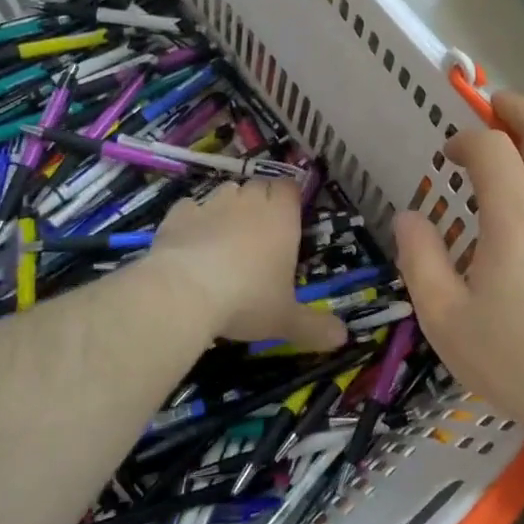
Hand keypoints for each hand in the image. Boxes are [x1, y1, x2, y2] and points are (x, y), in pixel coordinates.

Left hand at [151, 180, 345, 352]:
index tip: (288, 217)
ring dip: (229, 206)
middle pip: (260, 186)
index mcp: (281, 218)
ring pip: (226, 191)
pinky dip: (193, 219)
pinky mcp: (179, 214)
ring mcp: (212, 204)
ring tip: (226, 234)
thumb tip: (344, 338)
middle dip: (261, 201)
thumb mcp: (285, 319)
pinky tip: (191, 241)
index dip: (289, 199)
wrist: (184, 292)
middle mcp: (249, 202)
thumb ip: (315, 327)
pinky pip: (190, 207)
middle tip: (260, 231)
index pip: (290, 188)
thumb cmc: (247, 300)